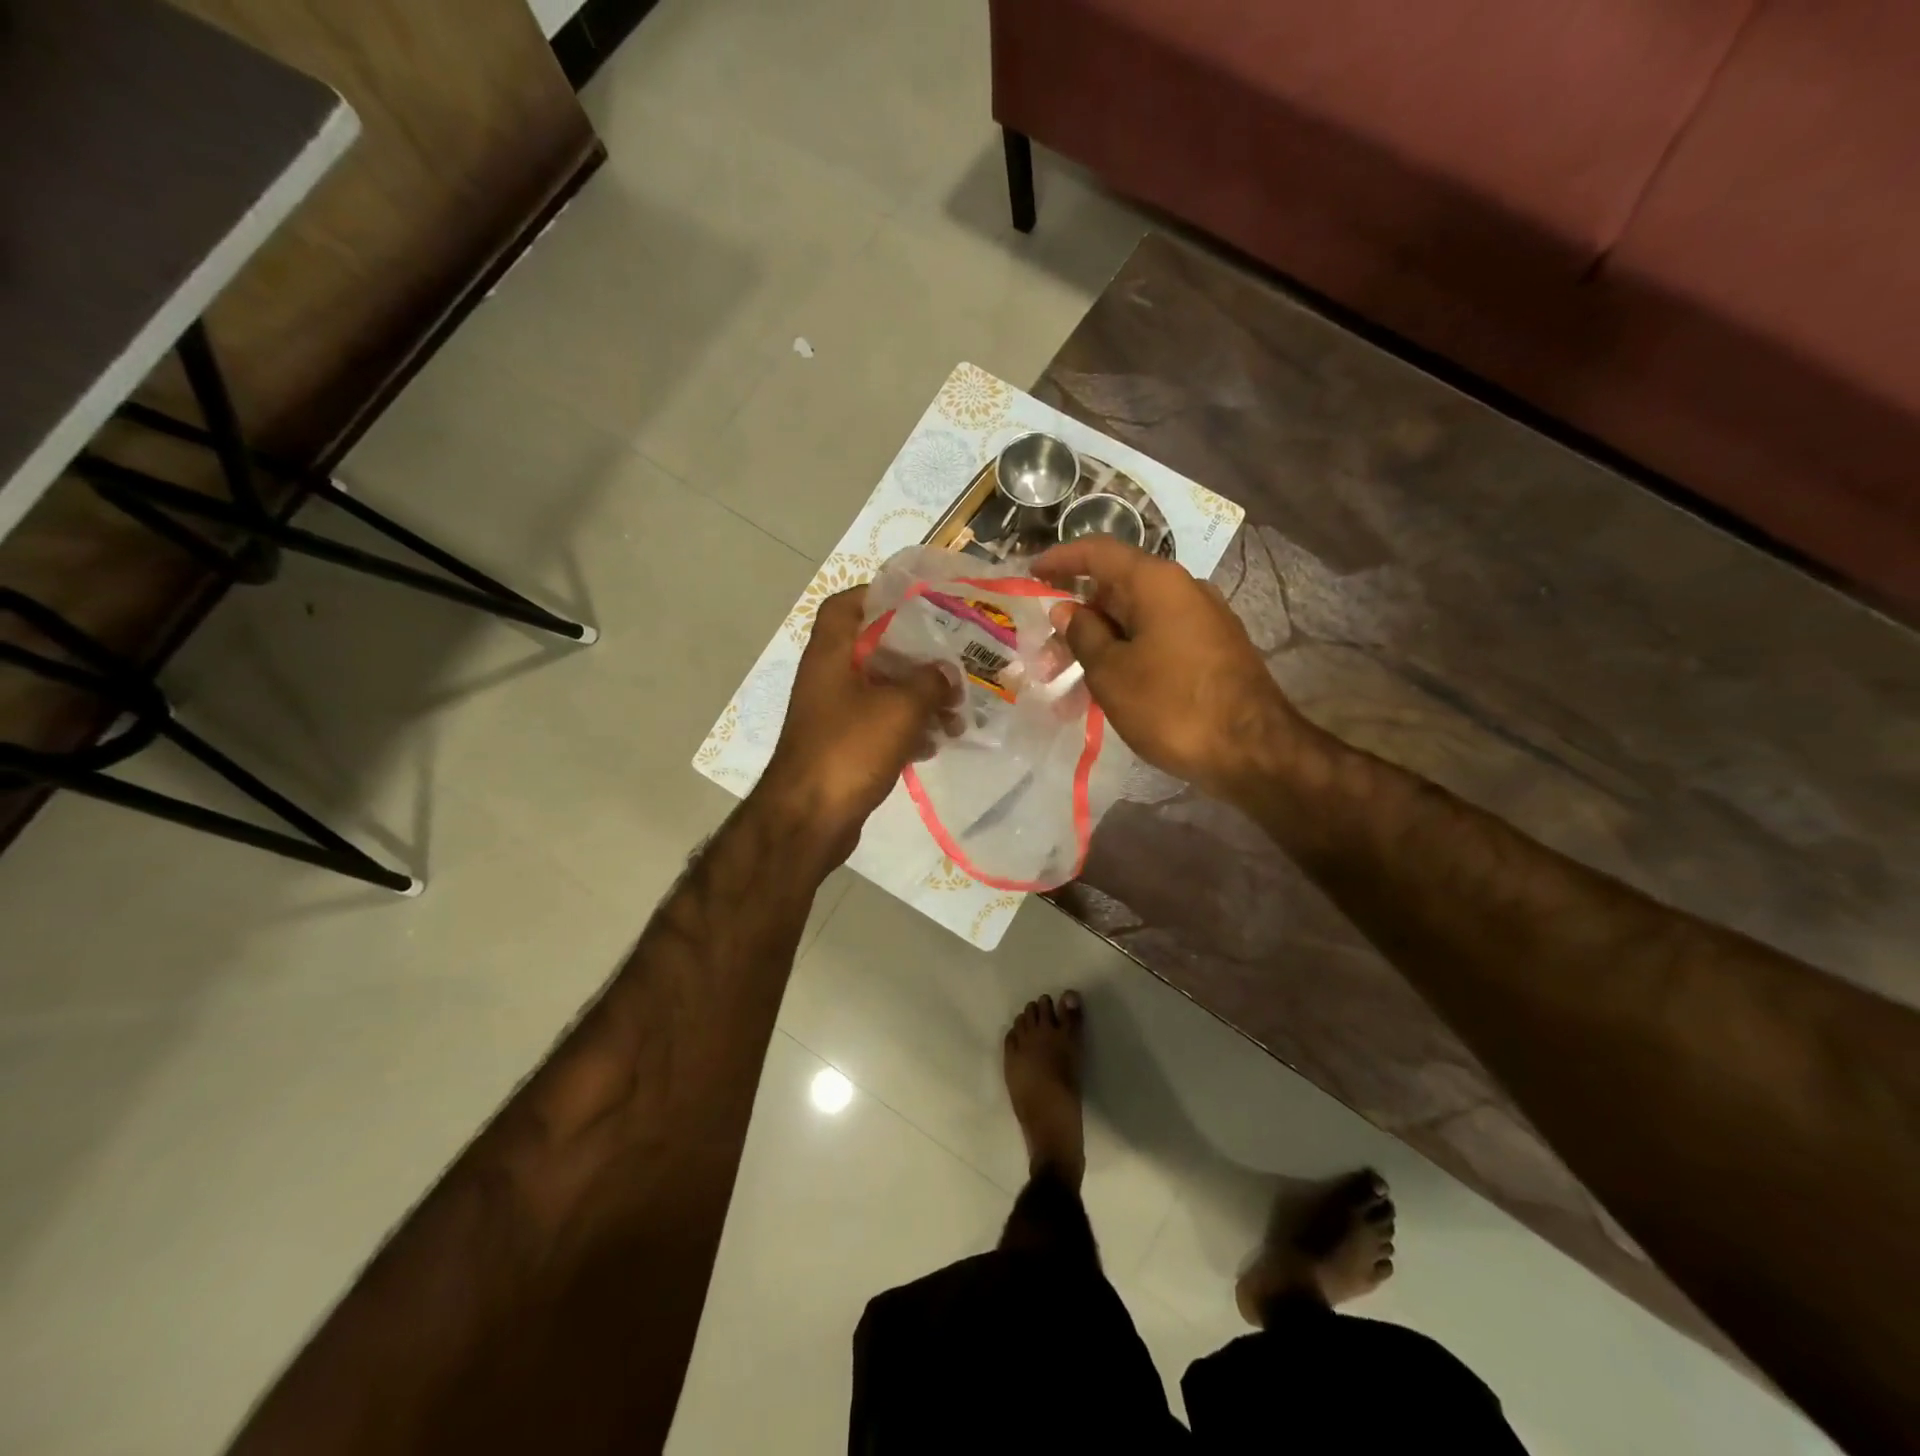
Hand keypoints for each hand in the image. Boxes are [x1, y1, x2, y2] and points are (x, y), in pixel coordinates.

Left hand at [753, 586, 953, 860]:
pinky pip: (879, 725)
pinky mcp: (842, 746)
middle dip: (917, 658)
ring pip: (882, 691)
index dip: (879, 595)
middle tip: (954, 665)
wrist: (809, 819)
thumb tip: (946, 672)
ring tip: (954, 715)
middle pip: (874, 649)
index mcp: (831, 654)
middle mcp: (828, 677)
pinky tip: (935, 744)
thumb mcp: (901, 708)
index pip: (846, 604)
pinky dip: (906, 729)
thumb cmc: (850, 749)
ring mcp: (833, 714)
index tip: (919, 603)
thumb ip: (930, 681)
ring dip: (918, 699)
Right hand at [1031, 536, 1306, 795]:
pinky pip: (1156, 642)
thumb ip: (1083, 635)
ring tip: (1068, 691)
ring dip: (1097, 648)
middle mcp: (1182, 590)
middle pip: (1115, 591)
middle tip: (1045, 659)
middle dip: (1075, 621)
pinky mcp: (1211, 651)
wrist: (1253, 751)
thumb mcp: (1111, 673)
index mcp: (1156, 583)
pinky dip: (1125, 659)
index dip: (1060, 560)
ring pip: (1134, 623)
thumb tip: (1068, 610)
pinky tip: (1106, 694)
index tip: (1031, 575)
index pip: (1098, 552)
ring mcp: (1202, 621)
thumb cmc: (1172, 706)